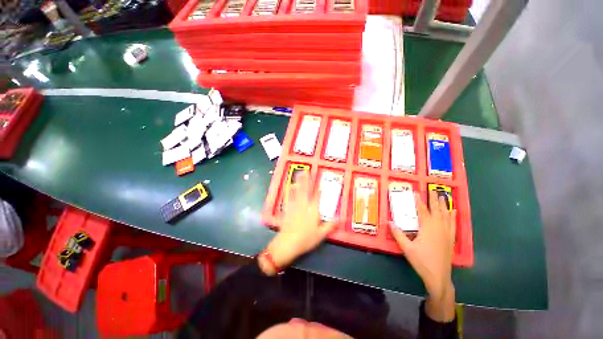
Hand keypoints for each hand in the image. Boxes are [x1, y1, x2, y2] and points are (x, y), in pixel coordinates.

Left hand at [259, 172, 336, 275]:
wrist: (287, 244)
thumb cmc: (306, 240)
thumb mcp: (321, 235)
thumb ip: (330, 225)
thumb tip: (341, 218)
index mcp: (312, 211)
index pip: (317, 197)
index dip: (318, 188)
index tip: (319, 179)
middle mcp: (303, 206)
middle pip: (305, 190)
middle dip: (306, 180)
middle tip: (306, 171)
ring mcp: (294, 206)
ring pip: (297, 192)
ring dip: (298, 182)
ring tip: (299, 174)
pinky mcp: (287, 210)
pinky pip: (289, 198)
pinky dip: (290, 191)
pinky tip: (289, 187)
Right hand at [390, 190, 456, 321]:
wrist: (438, 277)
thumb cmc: (421, 261)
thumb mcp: (406, 248)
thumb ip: (398, 234)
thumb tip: (389, 222)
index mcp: (428, 229)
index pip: (423, 211)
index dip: (419, 201)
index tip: (416, 192)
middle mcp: (439, 228)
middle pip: (437, 211)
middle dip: (434, 200)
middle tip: (433, 190)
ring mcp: (446, 234)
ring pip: (446, 216)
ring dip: (444, 205)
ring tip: (443, 196)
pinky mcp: (450, 239)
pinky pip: (453, 224)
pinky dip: (453, 216)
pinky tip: (453, 212)